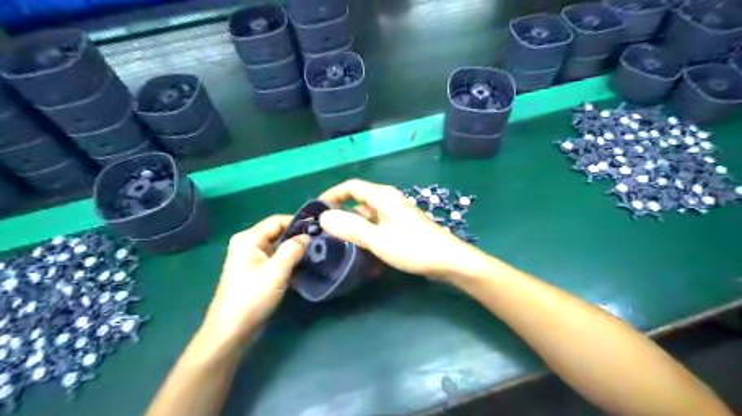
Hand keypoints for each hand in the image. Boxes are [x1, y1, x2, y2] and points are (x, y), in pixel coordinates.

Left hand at [199, 216, 309, 345]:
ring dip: (296, 250)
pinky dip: (289, 261)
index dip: (298, 222)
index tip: (320, 227)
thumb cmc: (253, 297)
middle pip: (278, 233)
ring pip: (279, 247)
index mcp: (249, 238)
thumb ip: (293, 249)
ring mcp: (252, 259)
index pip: (277, 221)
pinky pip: (276, 259)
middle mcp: (248, 244)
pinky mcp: (257, 272)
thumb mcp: (277, 270)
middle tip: (321, 242)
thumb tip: (307, 236)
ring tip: (317, 252)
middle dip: (298, 237)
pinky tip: (305, 265)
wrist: (232, 330)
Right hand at [318, 179, 481, 279]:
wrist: (448, 260)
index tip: (317, 210)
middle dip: (341, 213)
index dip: (332, 195)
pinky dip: (367, 233)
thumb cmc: (413, 248)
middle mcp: (388, 200)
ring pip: (368, 215)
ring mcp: (396, 214)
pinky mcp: (401, 226)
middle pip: (358, 200)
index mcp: (382, 197)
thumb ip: (351, 228)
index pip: (351, 186)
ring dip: (354, 226)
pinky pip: (377, 225)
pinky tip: (363, 250)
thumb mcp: (378, 239)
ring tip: (340, 243)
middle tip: (326, 231)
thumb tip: (324, 217)